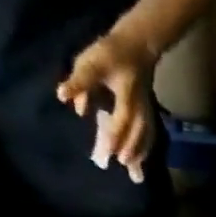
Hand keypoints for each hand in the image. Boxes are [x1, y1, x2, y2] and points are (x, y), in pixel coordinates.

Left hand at [57, 29, 156, 183]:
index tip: (109, 151)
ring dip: (139, 153)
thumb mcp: (90, 62)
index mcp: (126, 93)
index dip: (116, 134)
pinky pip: (150, 136)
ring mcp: (147, 111)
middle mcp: (139, 106)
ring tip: (132, 169)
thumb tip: (65, 99)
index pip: (122, 118)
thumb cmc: (109, 54)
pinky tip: (140, 162)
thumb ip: (79, 83)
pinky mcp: (150, 115)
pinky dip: (145, 150)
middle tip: (120, 163)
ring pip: (146, 136)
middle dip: (130, 148)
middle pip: (137, 131)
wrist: (136, 46)